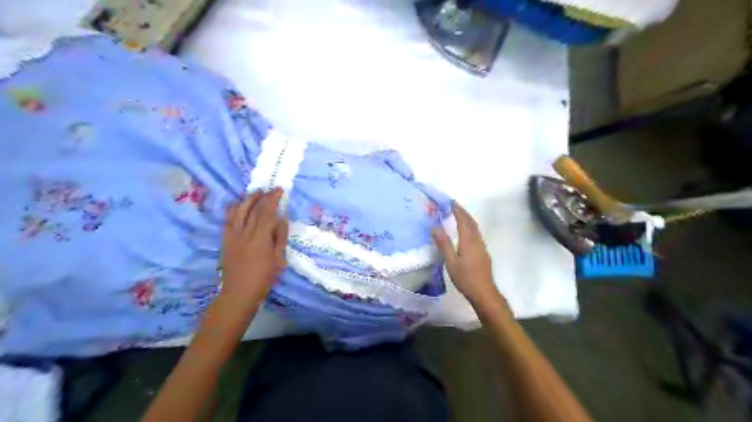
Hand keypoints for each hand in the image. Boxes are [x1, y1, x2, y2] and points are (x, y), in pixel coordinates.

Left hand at [221, 188, 287, 306]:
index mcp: (261, 239)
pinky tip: (238, 204)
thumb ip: (280, 237)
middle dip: (262, 196)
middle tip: (270, 189)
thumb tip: (282, 218)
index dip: (273, 199)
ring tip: (256, 192)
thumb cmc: (264, 277)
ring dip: (248, 199)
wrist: (239, 292)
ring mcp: (233, 236)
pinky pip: (228, 220)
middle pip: (253, 209)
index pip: (267, 212)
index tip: (279, 190)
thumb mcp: (279, 259)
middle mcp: (245, 233)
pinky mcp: (225, 239)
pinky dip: (234, 209)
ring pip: (239, 211)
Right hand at [432, 202, 500, 305]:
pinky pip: (476, 233)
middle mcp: (477, 240)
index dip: (457, 209)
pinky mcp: (483, 252)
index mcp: (468, 240)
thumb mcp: (450, 262)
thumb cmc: (465, 278)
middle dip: (462, 211)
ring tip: (458, 215)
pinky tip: (465, 231)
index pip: (463, 220)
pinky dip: (470, 226)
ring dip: (467, 218)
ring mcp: (482, 246)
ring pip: (475, 227)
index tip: (450, 201)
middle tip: (453, 205)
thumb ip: (443, 244)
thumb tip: (435, 226)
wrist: (484, 292)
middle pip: (471, 221)